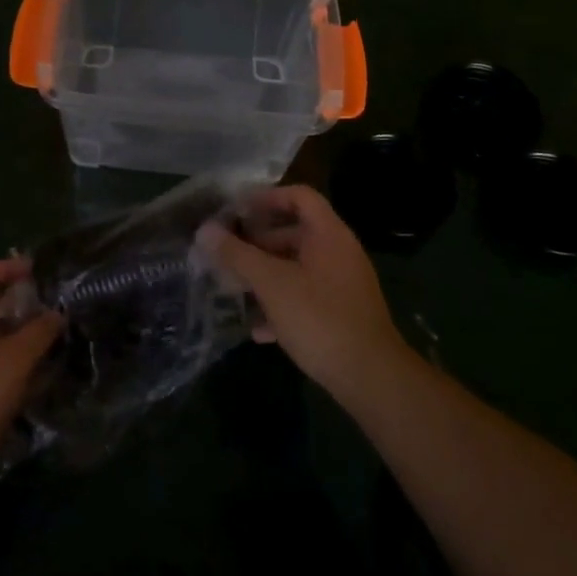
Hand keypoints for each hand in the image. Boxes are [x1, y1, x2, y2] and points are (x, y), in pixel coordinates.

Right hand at [198, 185, 409, 403]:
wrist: (371, 379)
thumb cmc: (320, 318)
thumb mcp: (272, 283)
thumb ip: (238, 255)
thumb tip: (205, 230)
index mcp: (329, 234)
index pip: (299, 196)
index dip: (267, 197)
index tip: (236, 210)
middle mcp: (340, 253)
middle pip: (295, 232)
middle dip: (258, 241)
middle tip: (227, 252)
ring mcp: (343, 285)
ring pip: (298, 268)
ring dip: (266, 274)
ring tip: (234, 287)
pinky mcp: (342, 315)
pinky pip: (306, 297)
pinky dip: (282, 304)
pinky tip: (258, 328)